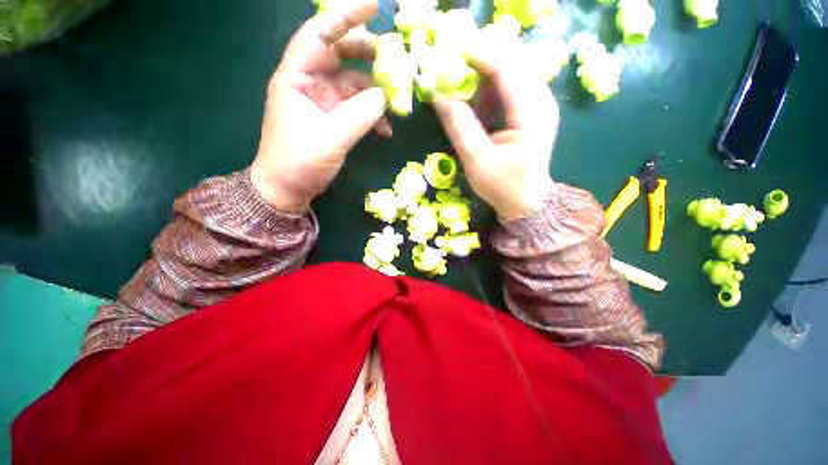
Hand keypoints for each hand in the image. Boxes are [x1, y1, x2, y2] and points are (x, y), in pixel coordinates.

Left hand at [251, 0, 390, 212]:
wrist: (288, 188)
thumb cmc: (299, 162)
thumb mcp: (332, 137)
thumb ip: (361, 114)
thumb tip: (387, 95)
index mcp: (296, 76)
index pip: (320, 33)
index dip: (345, 16)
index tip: (374, 5)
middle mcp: (309, 82)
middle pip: (341, 54)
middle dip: (369, 55)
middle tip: (395, 61)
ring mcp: (323, 102)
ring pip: (354, 84)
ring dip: (376, 92)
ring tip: (397, 103)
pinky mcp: (334, 119)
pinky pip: (357, 108)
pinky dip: (373, 116)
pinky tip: (386, 130)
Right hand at [433, 46, 558, 220]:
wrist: (525, 200)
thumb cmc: (502, 186)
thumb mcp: (477, 161)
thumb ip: (460, 127)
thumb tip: (439, 96)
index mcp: (532, 115)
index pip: (507, 70)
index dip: (478, 56)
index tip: (450, 54)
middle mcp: (542, 101)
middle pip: (513, 62)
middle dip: (481, 60)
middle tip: (453, 67)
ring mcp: (540, 104)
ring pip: (513, 71)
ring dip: (485, 72)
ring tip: (460, 83)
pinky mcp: (533, 110)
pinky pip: (512, 85)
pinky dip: (491, 86)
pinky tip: (476, 98)